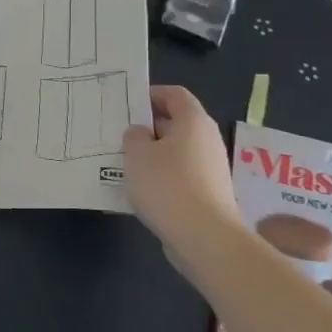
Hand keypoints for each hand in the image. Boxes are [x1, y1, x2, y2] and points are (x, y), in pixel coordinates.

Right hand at [122, 85, 243, 256]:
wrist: (204, 237)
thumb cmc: (167, 184)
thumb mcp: (137, 154)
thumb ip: (134, 136)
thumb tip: (142, 133)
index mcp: (193, 121)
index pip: (175, 94)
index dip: (152, 94)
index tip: (128, 105)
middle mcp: (207, 140)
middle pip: (177, 123)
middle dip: (149, 127)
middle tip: (120, 135)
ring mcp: (211, 168)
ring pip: (177, 151)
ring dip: (153, 154)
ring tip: (125, 164)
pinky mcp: (209, 193)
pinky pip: (181, 174)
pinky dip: (162, 176)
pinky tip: (141, 190)